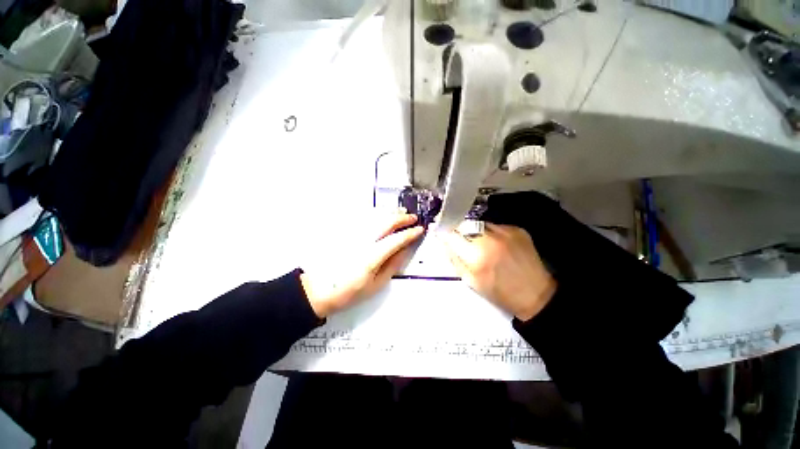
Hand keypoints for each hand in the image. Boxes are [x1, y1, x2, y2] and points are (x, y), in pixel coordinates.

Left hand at [300, 212, 423, 317]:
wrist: (317, 290)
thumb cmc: (348, 292)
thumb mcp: (375, 285)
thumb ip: (392, 265)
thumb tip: (404, 250)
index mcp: (372, 257)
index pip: (396, 240)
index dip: (410, 233)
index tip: (420, 229)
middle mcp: (363, 241)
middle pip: (386, 223)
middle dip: (402, 218)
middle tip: (413, 218)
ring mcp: (352, 235)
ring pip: (375, 217)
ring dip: (390, 213)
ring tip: (401, 211)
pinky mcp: (345, 233)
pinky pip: (363, 218)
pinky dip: (376, 213)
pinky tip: (381, 213)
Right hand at [441, 223, 555, 321]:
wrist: (535, 294)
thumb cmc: (499, 292)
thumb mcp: (470, 281)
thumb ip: (454, 259)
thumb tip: (444, 242)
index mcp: (475, 255)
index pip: (451, 234)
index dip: (445, 233)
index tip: (443, 234)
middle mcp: (489, 239)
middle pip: (465, 225)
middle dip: (460, 231)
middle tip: (463, 242)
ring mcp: (505, 232)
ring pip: (479, 224)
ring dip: (475, 231)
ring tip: (482, 244)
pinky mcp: (517, 229)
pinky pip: (495, 225)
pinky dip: (491, 232)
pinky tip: (496, 244)